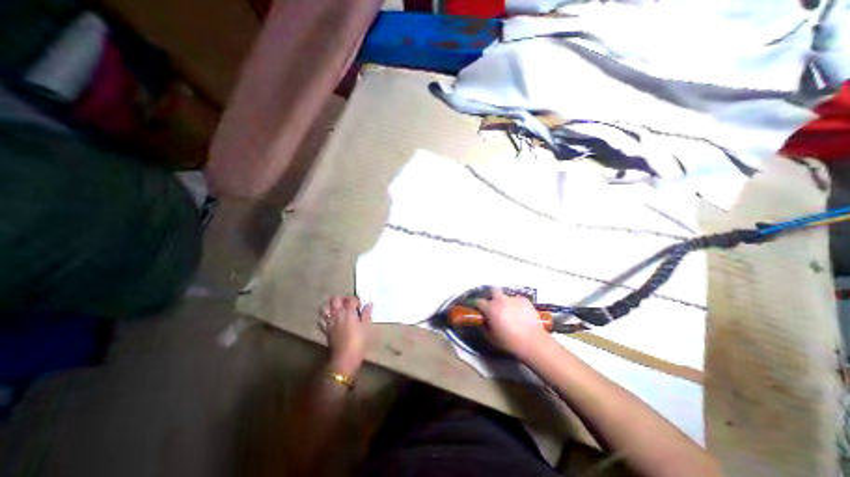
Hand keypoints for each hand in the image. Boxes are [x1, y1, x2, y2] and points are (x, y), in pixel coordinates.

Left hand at [318, 294, 371, 375]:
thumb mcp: (366, 327)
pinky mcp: (325, 330)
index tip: (359, 306)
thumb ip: (366, 314)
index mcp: (349, 312)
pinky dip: (324, 316)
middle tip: (348, 304)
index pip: (351, 299)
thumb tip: (369, 304)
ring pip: (325, 308)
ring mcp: (330, 322)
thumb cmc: (359, 342)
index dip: (356, 300)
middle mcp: (338, 314)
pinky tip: (329, 318)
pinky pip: (321, 319)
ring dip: (330, 305)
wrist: (345, 358)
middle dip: (342, 299)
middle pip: (335, 300)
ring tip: (336, 308)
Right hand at [475, 288, 555, 359]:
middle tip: (493, 303)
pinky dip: (516, 305)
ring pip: (506, 296)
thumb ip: (484, 327)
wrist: (533, 342)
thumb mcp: (492, 338)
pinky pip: (517, 300)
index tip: (477, 307)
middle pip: (493, 289)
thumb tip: (483, 321)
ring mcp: (513, 299)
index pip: (478, 301)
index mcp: (491, 309)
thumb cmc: (510, 342)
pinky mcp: (524, 300)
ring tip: (510, 312)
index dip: (476, 304)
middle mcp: (501, 300)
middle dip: (491, 294)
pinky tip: (520, 314)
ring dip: (505, 302)